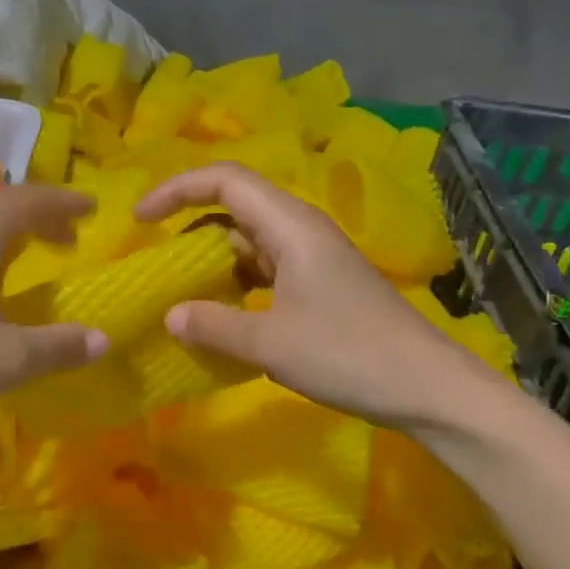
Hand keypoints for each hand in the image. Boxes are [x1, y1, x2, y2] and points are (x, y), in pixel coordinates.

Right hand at [134, 163, 493, 430]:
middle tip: (154, 260)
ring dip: (211, 259)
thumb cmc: (350, 355)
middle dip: (187, 225)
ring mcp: (312, 257)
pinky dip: (234, 282)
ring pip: (248, 240)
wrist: (430, 388)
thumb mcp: (271, 344)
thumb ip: (214, 326)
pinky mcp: (319, 284)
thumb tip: (170, 315)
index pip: (224, 180)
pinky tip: (221, 313)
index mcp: (290, 225)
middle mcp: (300, 229)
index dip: (176, 190)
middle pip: (234, 205)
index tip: (140, 220)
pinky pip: (264, 268)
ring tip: (178, 290)